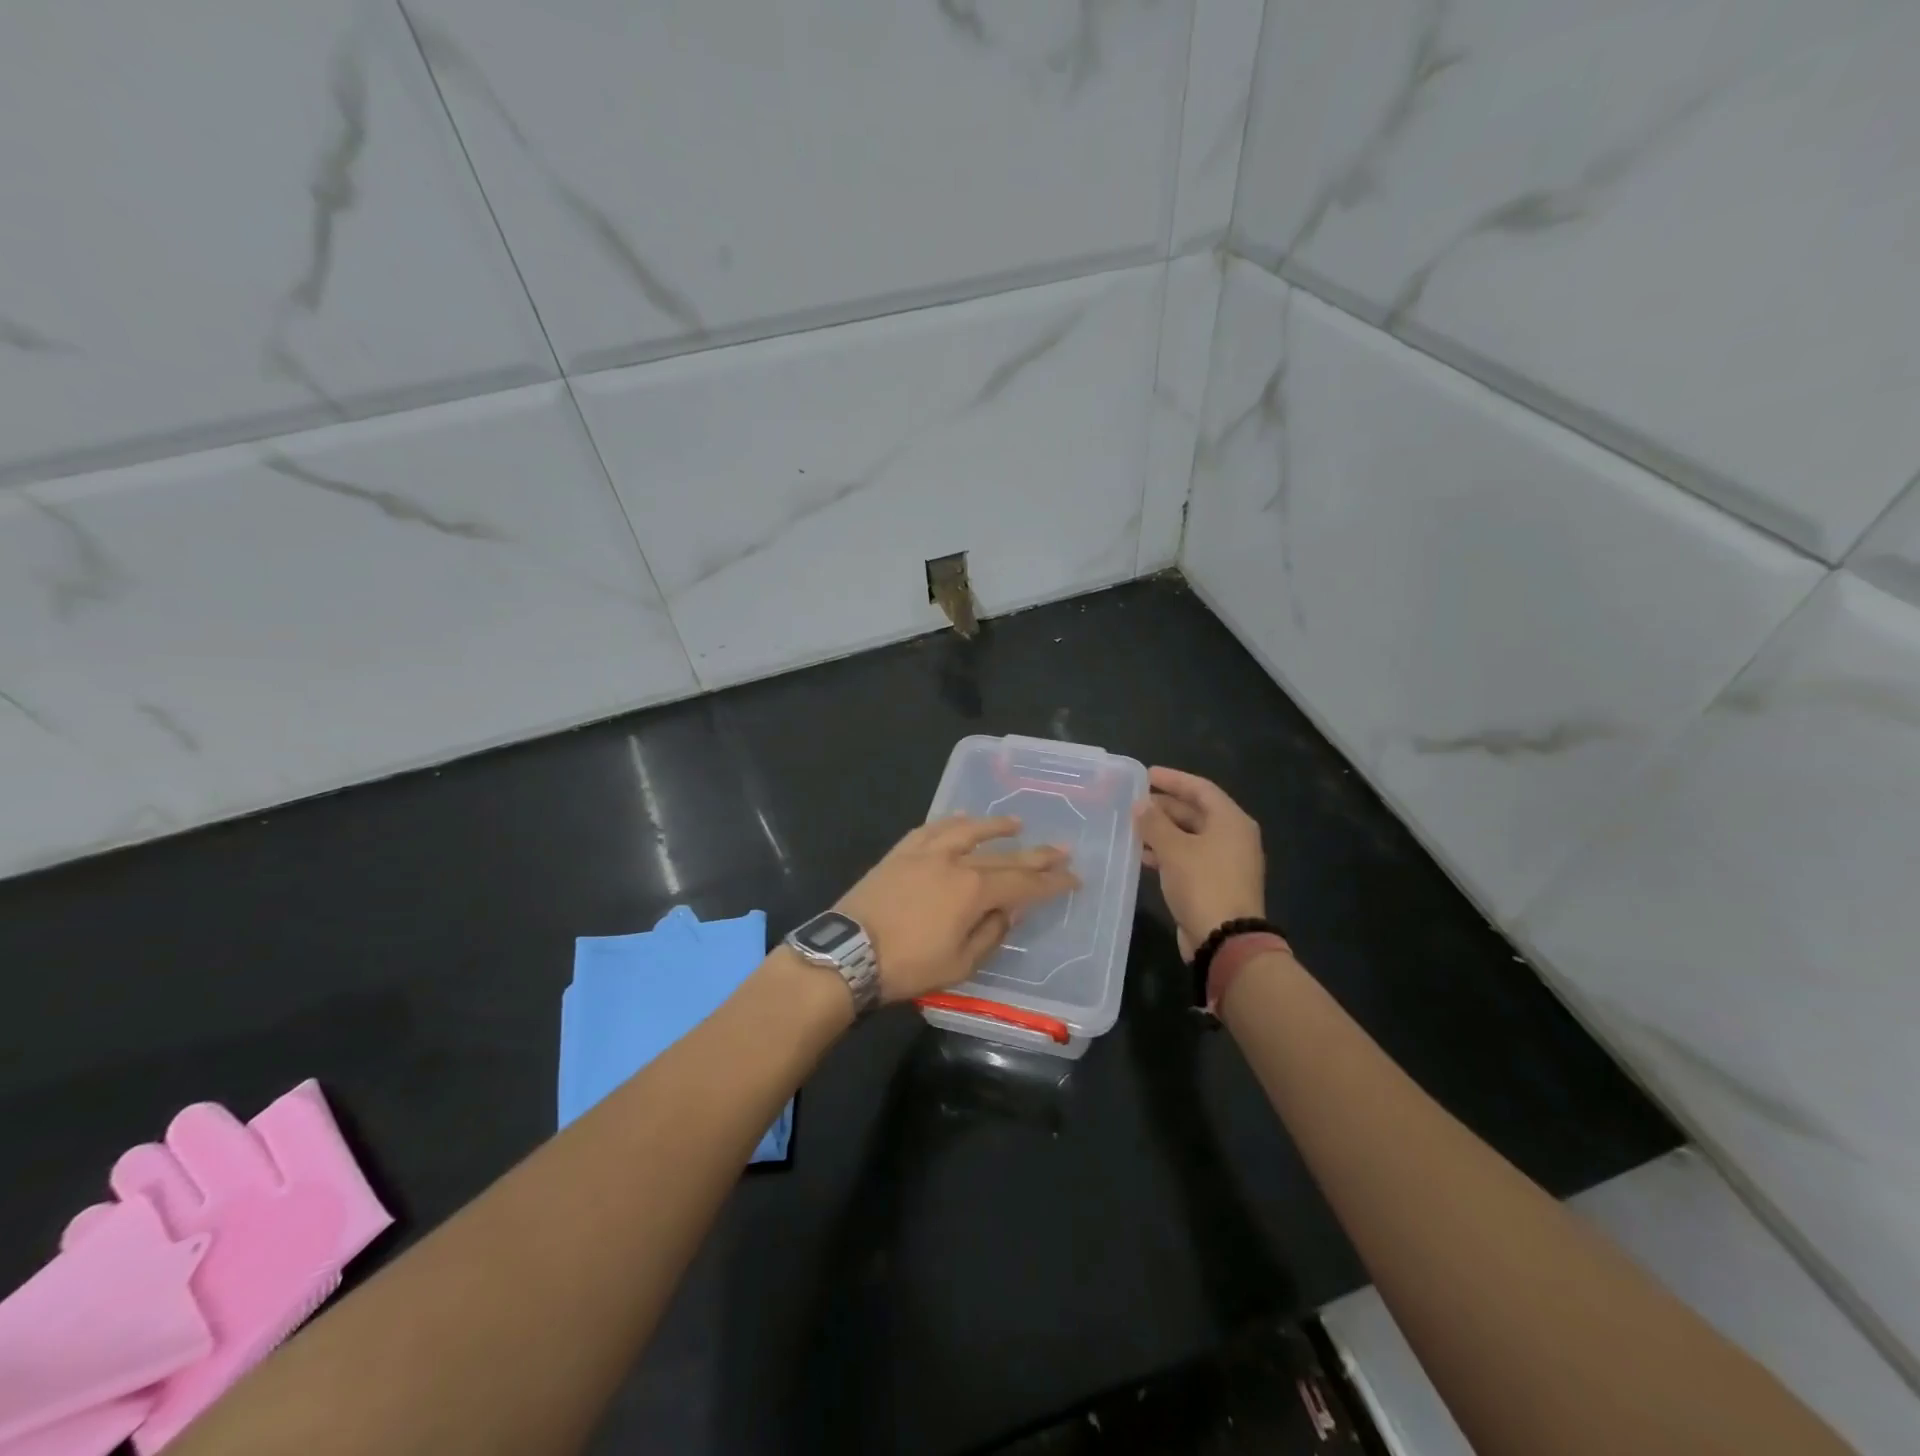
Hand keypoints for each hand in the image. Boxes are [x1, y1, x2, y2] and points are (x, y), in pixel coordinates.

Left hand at [835, 815, 1078, 1002]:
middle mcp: (954, 862)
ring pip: (968, 831)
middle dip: (1036, 854)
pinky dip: (951, 822)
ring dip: (995, 826)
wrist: (848, 952)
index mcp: (973, 891)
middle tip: (1062, 849)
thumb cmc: (907, 965)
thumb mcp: (959, 964)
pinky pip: (932, 828)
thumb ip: (990, 934)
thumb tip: (1008, 912)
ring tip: (1018, 823)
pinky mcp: (900, 852)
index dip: (1051, 882)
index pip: (1023, 883)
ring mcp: (925, 852)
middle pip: (1003, 855)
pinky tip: (961, 818)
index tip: (1073, 879)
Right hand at [1134, 766, 1265, 959]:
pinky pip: (1188, 858)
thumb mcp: (1174, 849)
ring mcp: (1225, 862)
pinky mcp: (1214, 883)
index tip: (1146, 775)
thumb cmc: (1203, 884)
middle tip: (1134, 802)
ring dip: (1162, 831)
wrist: (1225, 940)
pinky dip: (1167, 853)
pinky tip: (1142, 856)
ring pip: (1190, 836)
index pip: (1200, 788)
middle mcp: (1232, 837)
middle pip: (1196, 812)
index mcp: (1231, 821)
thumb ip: (1155, 823)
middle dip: (1164, 806)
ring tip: (1132, 827)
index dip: (1173, 779)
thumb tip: (1140, 804)